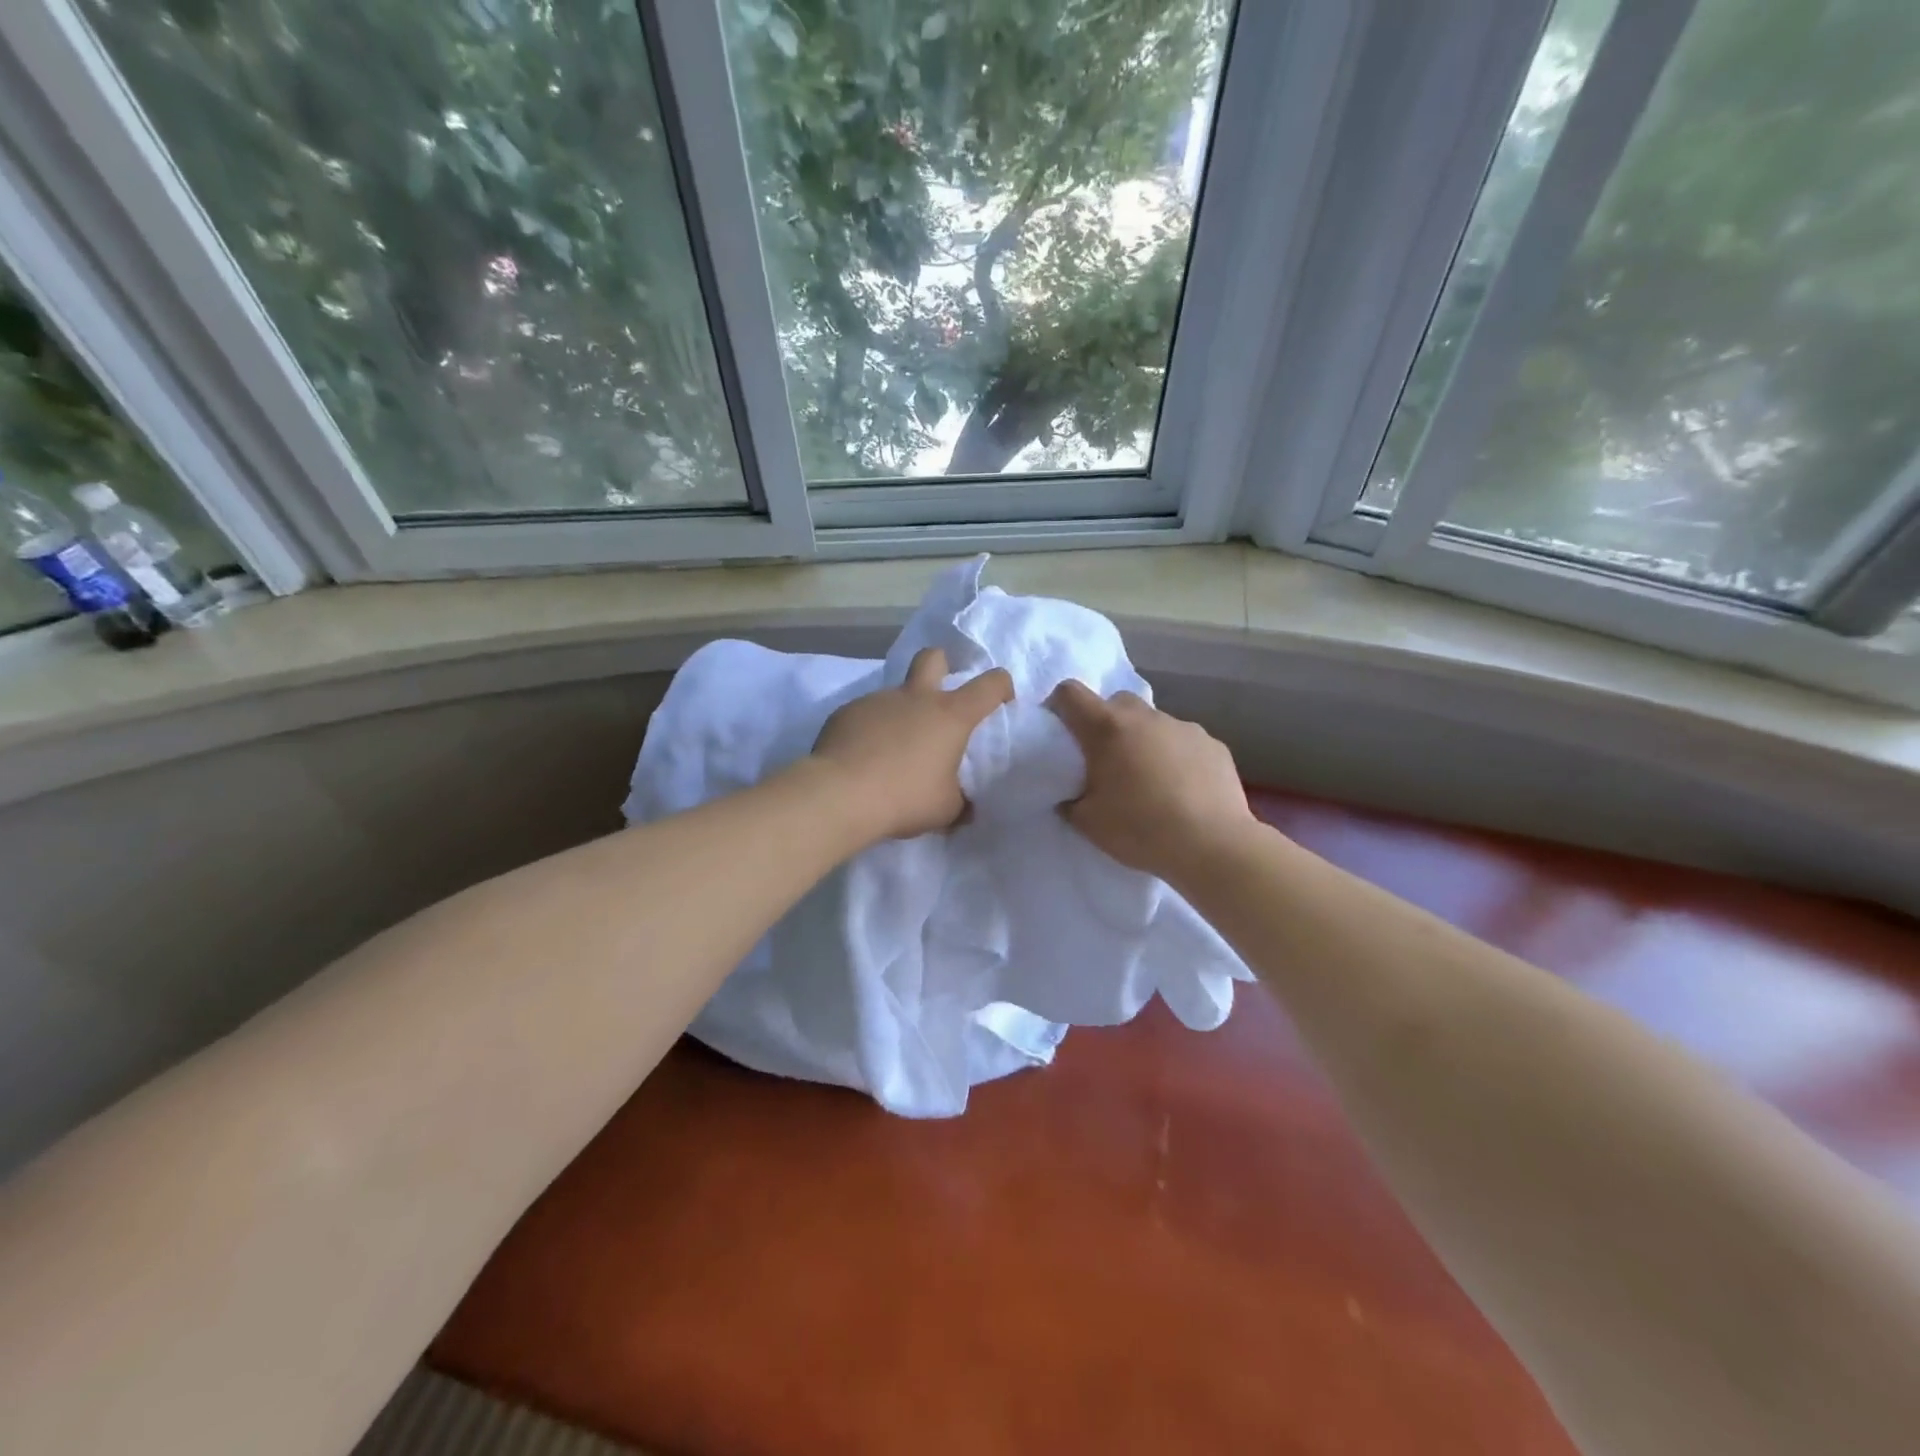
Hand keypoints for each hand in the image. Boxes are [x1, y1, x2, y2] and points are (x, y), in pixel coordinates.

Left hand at [810, 647, 1014, 841]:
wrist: (841, 795)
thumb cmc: (905, 797)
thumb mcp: (946, 810)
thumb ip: (960, 802)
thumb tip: (965, 807)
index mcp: (950, 715)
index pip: (989, 684)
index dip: (1001, 686)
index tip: (1002, 701)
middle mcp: (915, 697)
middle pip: (933, 657)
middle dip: (942, 666)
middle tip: (940, 696)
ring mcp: (877, 701)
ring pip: (895, 694)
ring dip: (901, 714)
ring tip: (892, 750)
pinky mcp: (845, 712)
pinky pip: (866, 715)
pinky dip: (871, 731)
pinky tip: (863, 758)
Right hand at [1047, 680, 1254, 881]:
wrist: (1213, 846)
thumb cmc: (1140, 830)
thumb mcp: (1088, 823)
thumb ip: (1071, 801)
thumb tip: (1071, 796)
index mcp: (1106, 728)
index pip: (1070, 693)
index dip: (1059, 705)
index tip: (1061, 731)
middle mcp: (1144, 717)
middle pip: (1115, 703)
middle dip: (1106, 724)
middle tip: (1107, 761)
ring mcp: (1183, 727)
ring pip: (1152, 723)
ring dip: (1143, 741)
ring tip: (1150, 780)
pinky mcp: (1213, 744)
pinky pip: (1183, 742)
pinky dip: (1176, 757)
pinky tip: (1182, 790)